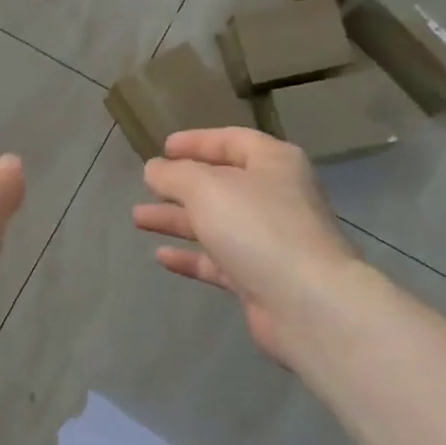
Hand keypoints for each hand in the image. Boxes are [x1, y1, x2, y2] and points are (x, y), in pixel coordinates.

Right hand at [132, 127, 361, 365]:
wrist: (307, 303)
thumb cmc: (258, 227)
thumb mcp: (206, 188)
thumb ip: (175, 175)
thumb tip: (155, 169)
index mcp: (273, 164)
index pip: (232, 141)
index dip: (197, 141)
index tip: (163, 148)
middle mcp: (275, 197)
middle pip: (221, 184)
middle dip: (180, 185)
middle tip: (146, 186)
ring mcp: (269, 240)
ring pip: (216, 223)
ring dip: (177, 219)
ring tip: (138, 218)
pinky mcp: (260, 278)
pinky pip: (218, 260)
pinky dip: (191, 256)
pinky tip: (161, 256)